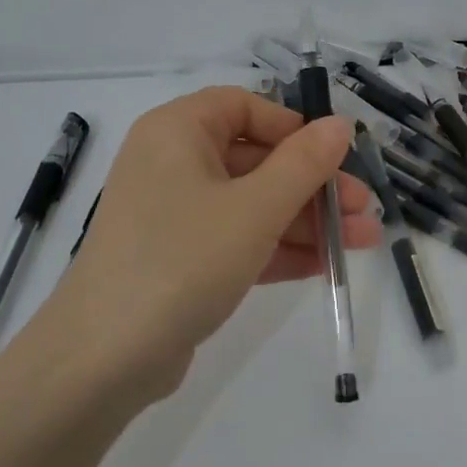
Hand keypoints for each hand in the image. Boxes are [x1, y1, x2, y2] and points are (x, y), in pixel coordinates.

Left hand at [25, 87, 380, 403]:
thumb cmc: (182, 260)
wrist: (104, 359)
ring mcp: (175, 216)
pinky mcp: (181, 260)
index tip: (333, 155)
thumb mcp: (254, 208)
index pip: (243, 107)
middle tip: (363, 209)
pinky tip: (327, 264)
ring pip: (253, 204)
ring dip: (307, 221)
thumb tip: (341, 124)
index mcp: (177, 132)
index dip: (293, 127)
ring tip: (362, 241)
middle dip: (314, 185)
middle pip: (256, 160)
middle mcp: (172, 165)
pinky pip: (238, 239)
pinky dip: (279, 248)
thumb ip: (304, 164)